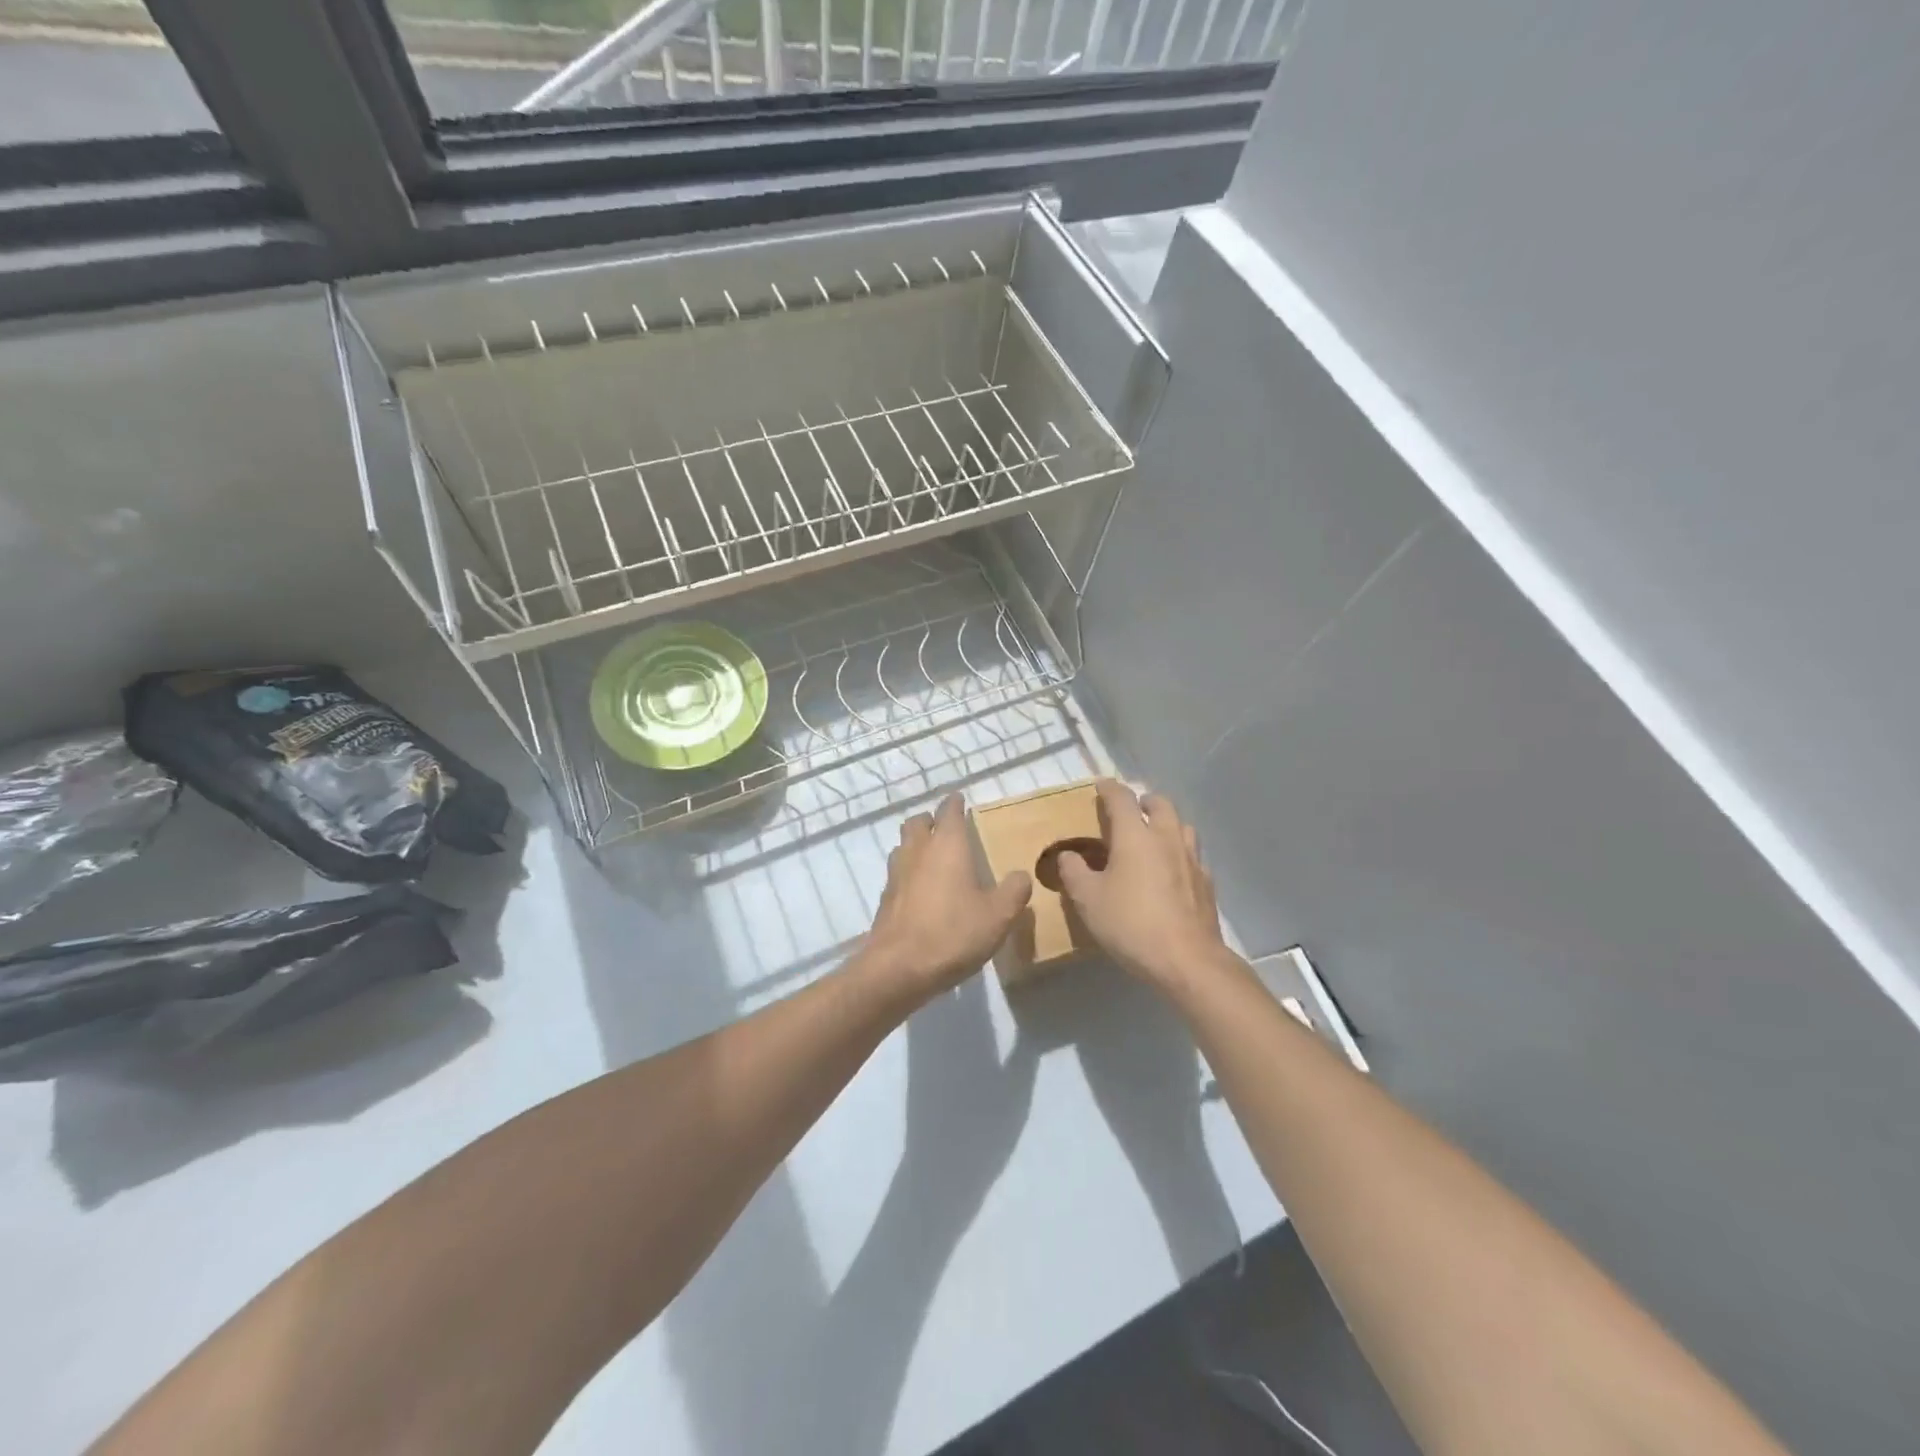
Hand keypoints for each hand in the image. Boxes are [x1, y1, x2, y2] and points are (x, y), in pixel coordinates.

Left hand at [865, 795, 1032, 998]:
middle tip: (947, 828)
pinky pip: (897, 873)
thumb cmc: (953, 933)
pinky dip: (909, 872)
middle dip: (931, 820)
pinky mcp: (885, 899)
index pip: (948, 811)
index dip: (955, 803)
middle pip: (918, 823)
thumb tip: (1020, 875)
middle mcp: (917, 851)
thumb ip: (1014, 890)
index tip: (960, 799)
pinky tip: (921, 890)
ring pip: (903, 845)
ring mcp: (896, 874)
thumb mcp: (999, 915)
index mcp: (947, 845)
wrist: (899, 968)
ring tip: (933, 857)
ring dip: (916, 844)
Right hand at [1056, 779, 1226, 991]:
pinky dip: (1180, 852)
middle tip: (1132, 809)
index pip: (1122, 799)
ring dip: (1167, 823)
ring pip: (1182, 826)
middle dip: (1144, 801)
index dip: (1109, 789)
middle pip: (1160, 804)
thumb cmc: (1131, 924)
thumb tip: (1067, 854)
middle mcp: (1167, 839)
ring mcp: (1192, 860)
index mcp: (1135, 836)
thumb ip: (1074, 872)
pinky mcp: (1206, 883)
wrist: (1187, 960)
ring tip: (1153, 836)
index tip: (1101, 786)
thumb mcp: (1088, 900)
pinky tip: (1172, 871)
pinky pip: (1193, 855)